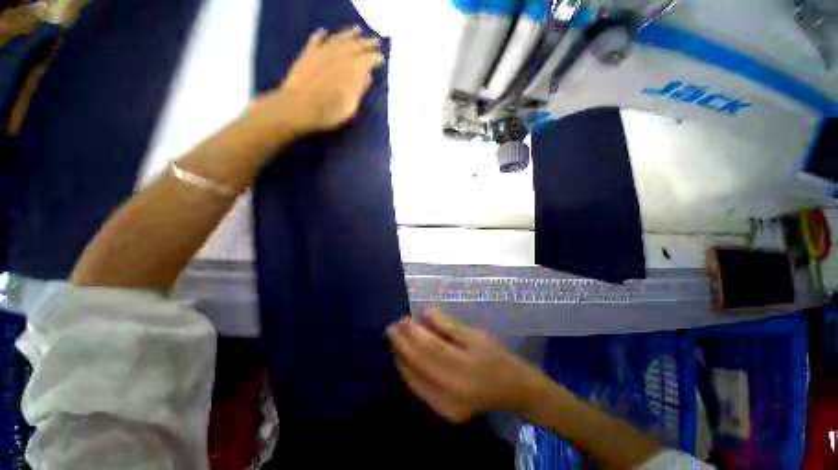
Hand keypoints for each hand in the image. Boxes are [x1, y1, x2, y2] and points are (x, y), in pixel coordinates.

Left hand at [259, 26, 383, 135]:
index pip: (369, 59)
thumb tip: (368, 75)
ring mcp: (322, 51)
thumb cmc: (329, 111)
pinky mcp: (308, 53)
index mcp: (353, 69)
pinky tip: (324, 32)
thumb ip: (360, 88)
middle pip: (356, 45)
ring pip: (339, 38)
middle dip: (367, 43)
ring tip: (357, 30)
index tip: (381, 58)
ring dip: (349, 34)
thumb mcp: (351, 106)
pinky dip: (321, 35)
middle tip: (375, 41)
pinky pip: (316, 39)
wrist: (299, 107)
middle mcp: (340, 55)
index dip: (376, 58)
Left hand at [387, 306, 546, 422]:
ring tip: (393, 340)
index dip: (413, 333)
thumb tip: (425, 312)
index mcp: (466, 368)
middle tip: (392, 328)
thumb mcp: (475, 334)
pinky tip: (402, 359)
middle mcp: (454, 392)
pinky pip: (418, 390)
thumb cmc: (495, 355)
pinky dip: (407, 373)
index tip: (403, 319)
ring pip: (414, 380)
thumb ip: (448, 325)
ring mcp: (447, 407)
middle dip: (402, 345)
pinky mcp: (444, 413)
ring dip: (400, 358)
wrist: (512, 389)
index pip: (431, 348)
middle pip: (419, 364)